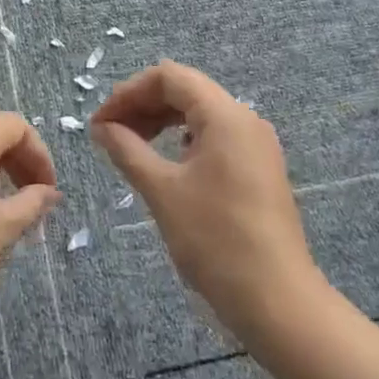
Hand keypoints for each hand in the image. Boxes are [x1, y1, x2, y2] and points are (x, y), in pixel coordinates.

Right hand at [91, 61, 322, 342]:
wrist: (277, 302)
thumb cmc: (215, 240)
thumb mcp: (161, 190)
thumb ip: (127, 149)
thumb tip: (102, 126)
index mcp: (225, 116)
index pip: (169, 77)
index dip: (128, 92)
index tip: (101, 122)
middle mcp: (245, 119)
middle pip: (185, 90)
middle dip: (143, 105)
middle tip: (109, 134)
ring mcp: (256, 145)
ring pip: (200, 113)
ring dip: (161, 121)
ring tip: (131, 146)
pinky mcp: (259, 168)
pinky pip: (215, 136)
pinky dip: (182, 138)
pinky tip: (167, 162)